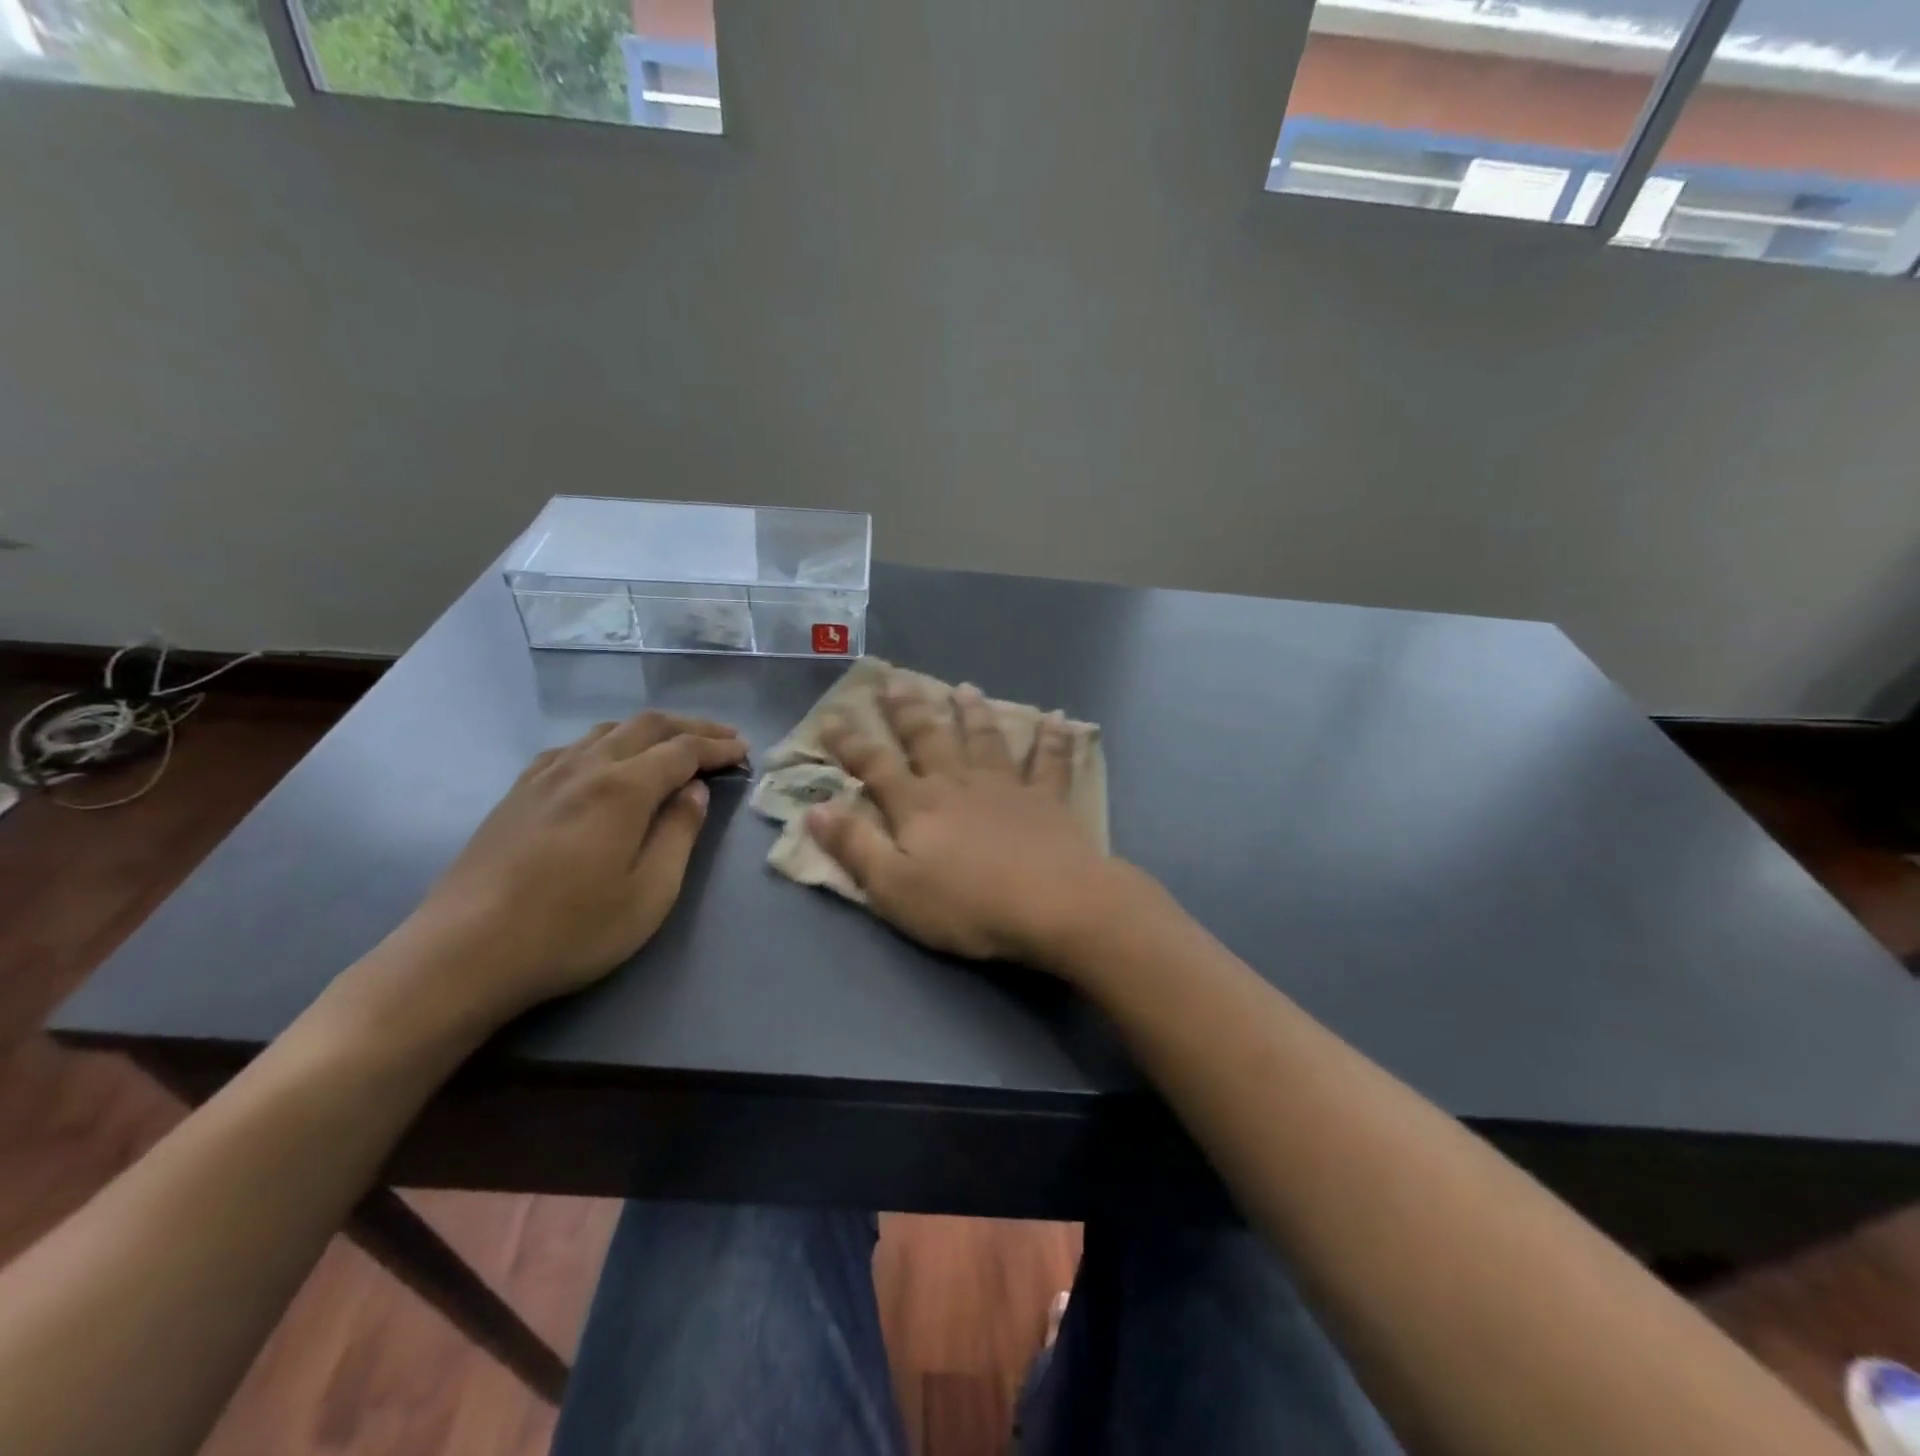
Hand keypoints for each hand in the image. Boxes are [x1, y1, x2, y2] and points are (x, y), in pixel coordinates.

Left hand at [365, 711, 746, 1036]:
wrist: (462, 954)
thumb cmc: (571, 930)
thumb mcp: (650, 892)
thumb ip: (679, 833)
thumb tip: (694, 790)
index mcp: (623, 788)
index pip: (682, 750)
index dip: (717, 746)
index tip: (743, 750)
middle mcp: (585, 767)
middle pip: (646, 726)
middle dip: (690, 727)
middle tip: (722, 738)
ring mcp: (545, 776)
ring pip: (607, 731)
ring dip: (649, 731)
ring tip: (673, 746)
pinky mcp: (517, 794)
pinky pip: (573, 748)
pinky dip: (607, 743)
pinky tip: (607, 763)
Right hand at [809, 678, 1117, 969]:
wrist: (1051, 905)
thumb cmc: (966, 905)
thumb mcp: (893, 887)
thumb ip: (855, 846)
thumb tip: (815, 809)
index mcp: (918, 805)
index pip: (875, 766)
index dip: (850, 743)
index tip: (831, 715)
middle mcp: (959, 784)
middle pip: (928, 738)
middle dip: (908, 710)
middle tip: (895, 679)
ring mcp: (1006, 787)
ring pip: (985, 739)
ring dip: (973, 713)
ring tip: (965, 688)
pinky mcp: (1048, 800)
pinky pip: (1050, 762)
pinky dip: (1053, 739)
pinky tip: (1057, 719)